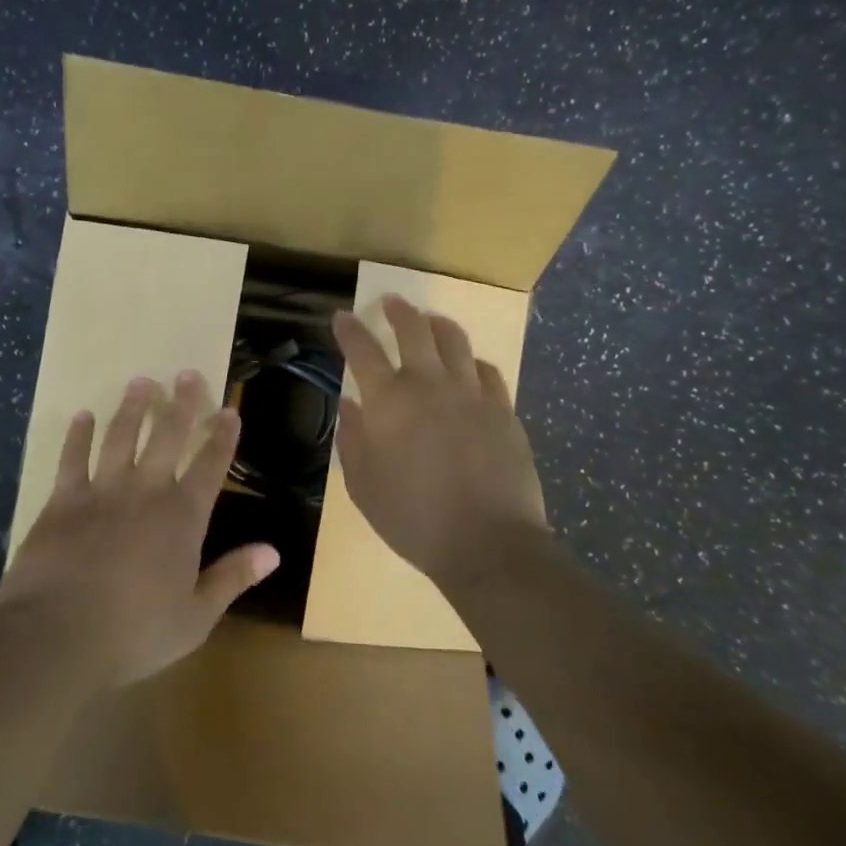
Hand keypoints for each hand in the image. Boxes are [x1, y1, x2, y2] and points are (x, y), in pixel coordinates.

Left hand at [0, 371, 280, 691]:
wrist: (57, 636)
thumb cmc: (133, 633)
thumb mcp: (195, 617)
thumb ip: (233, 577)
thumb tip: (274, 551)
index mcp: (182, 517)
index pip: (210, 466)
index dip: (222, 437)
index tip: (229, 409)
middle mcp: (146, 491)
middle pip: (168, 436)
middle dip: (181, 403)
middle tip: (187, 373)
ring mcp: (102, 490)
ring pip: (122, 436)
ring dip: (133, 407)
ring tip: (142, 382)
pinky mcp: (63, 499)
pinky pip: (72, 457)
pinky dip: (78, 435)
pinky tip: (83, 415)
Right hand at [332, 295, 547, 585]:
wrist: (488, 543)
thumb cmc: (414, 519)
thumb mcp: (364, 487)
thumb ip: (353, 440)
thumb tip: (350, 404)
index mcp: (390, 401)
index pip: (363, 350)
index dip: (349, 330)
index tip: (342, 317)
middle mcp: (430, 384)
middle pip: (414, 330)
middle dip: (399, 311)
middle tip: (391, 302)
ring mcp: (472, 394)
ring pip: (455, 341)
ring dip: (438, 325)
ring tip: (431, 321)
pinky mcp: (503, 410)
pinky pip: (488, 371)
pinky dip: (472, 362)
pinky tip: (470, 367)